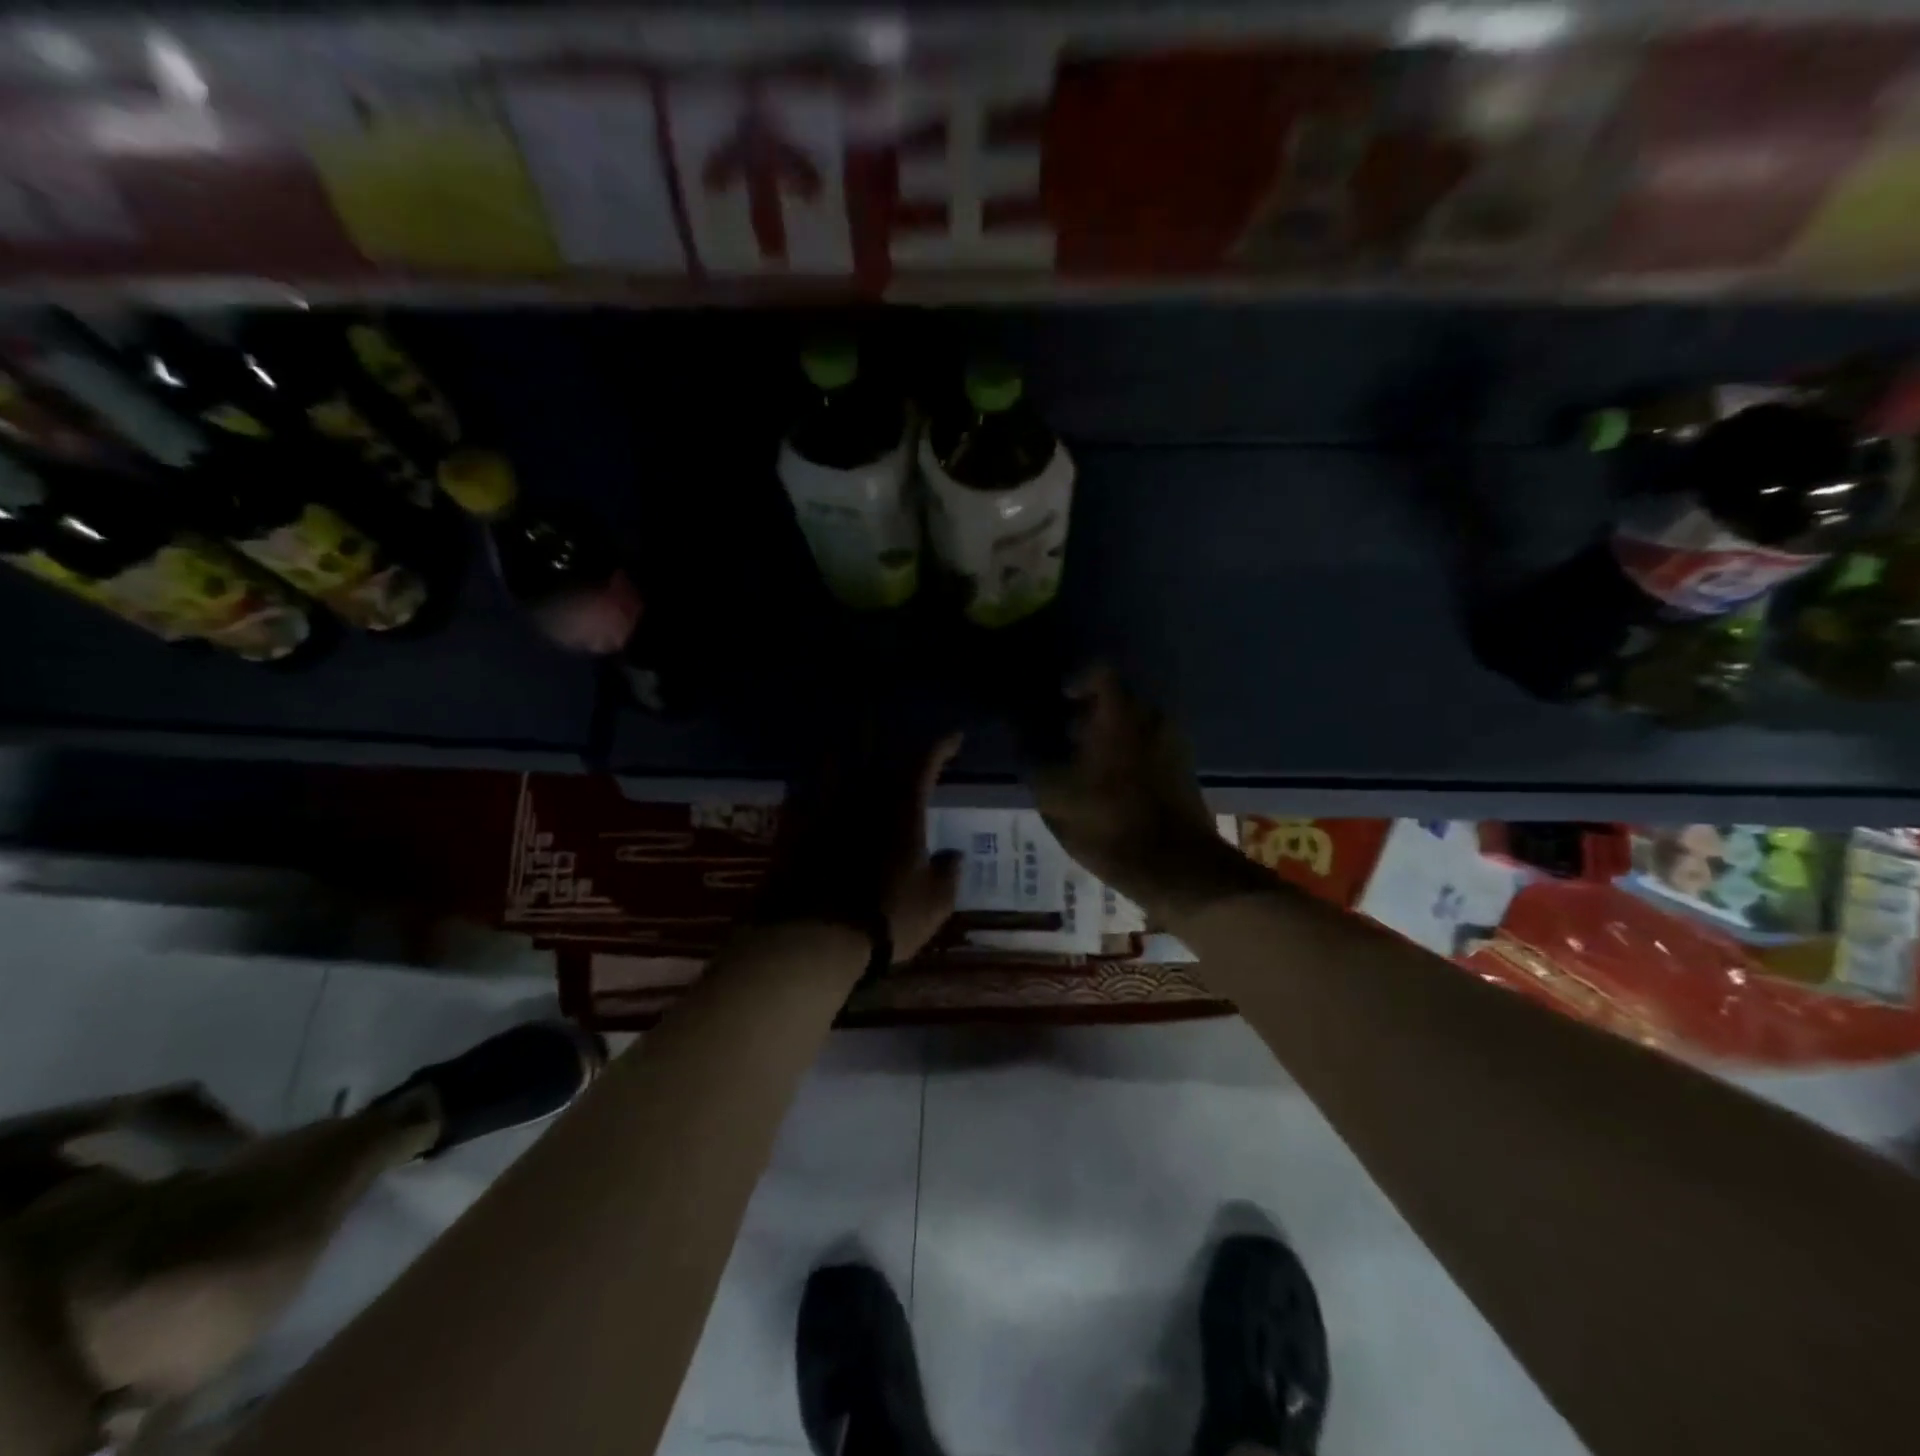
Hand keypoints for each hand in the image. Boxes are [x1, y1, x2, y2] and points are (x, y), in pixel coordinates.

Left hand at [760, 731, 963, 962]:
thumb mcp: (935, 904)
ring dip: (842, 753)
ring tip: (844, 750)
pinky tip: (806, 791)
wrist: (817, 939)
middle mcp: (863, 800)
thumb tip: (954, 855)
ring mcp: (824, 812)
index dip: (940, 746)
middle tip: (889, 736)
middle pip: (874, 753)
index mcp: (903, 812)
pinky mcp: (794, 831)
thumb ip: (948, 874)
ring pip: (832, 766)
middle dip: (884, 740)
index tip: (953, 739)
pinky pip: (799, 796)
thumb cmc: (887, 919)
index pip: (924, 763)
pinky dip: (807, 788)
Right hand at [1031, 668, 1265, 921]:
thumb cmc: (1109, 824)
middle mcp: (1151, 720)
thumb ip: (1035, 764)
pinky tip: (1111, 787)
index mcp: (1119, 717)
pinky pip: (1150, 749)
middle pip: (1118, 701)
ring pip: (1135, 726)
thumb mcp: (1055, 798)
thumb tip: (1023, 744)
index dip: (1077, 681)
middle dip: (1090, 715)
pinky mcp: (1185, 771)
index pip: (1099, 673)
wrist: (1176, 867)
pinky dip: (1130, 757)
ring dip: (1110, 738)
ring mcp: (1173, 745)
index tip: (1061, 700)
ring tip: (1086, 767)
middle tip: (1066, 739)